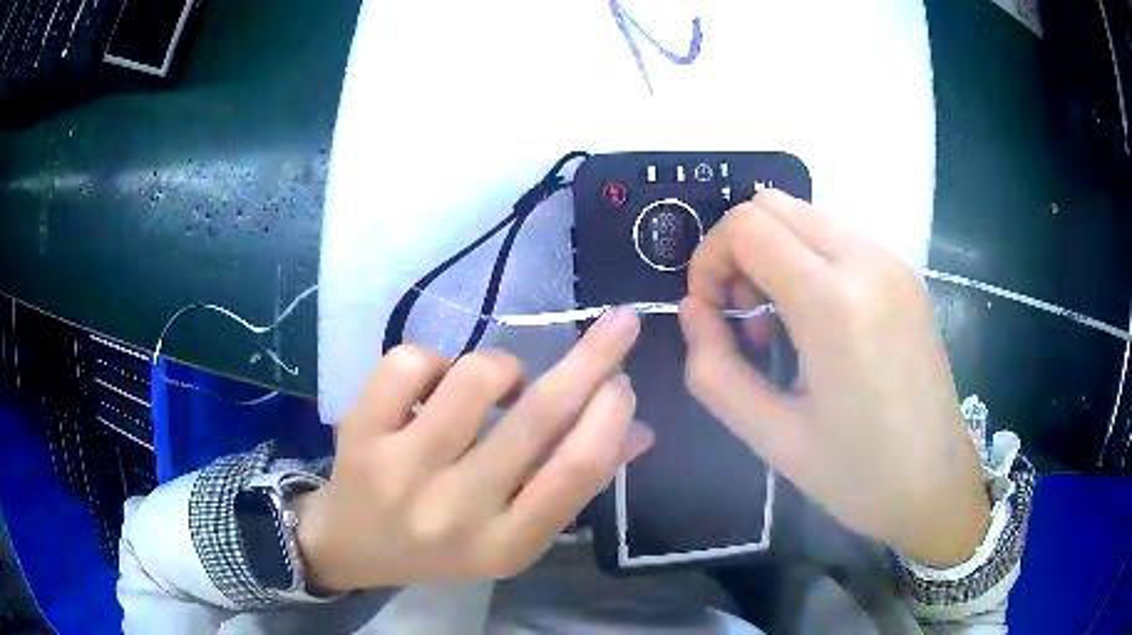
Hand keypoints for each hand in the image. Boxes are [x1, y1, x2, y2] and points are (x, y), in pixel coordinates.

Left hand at [294, 311, 652, 591]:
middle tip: (618, 326)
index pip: (577, 471)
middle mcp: (455, 511)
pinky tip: (433, 388)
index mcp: (506, 543)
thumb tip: (640, 430)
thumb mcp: (515, 531)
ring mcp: (401, 469)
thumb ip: (574, 483)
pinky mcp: (360, 432)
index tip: (623, 379)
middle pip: (537, 417)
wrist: (355, 545)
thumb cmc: (445, 544)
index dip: (610, 415)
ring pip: (474, 376)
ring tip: (496, 386)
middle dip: (592, 359)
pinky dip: (436, 360)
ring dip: (502, 367)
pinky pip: (411, 361)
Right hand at [678, 190, 987, 565]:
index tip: (714, 315)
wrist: (935, 485)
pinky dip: (809, 263)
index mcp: (834, 301)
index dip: (709, 260)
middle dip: (739, 251)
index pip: (746, 225)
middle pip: (773, 205)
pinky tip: (819, 325)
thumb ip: (714, 369)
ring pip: (806, 217)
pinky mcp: (906, 274)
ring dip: (775, 256)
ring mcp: (893, 262)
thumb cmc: (855, 475)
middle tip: (744, 319)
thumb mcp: (770, 436)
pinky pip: (838, 239)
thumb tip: (694, 310)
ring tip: (782, 328)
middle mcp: (867, 260)